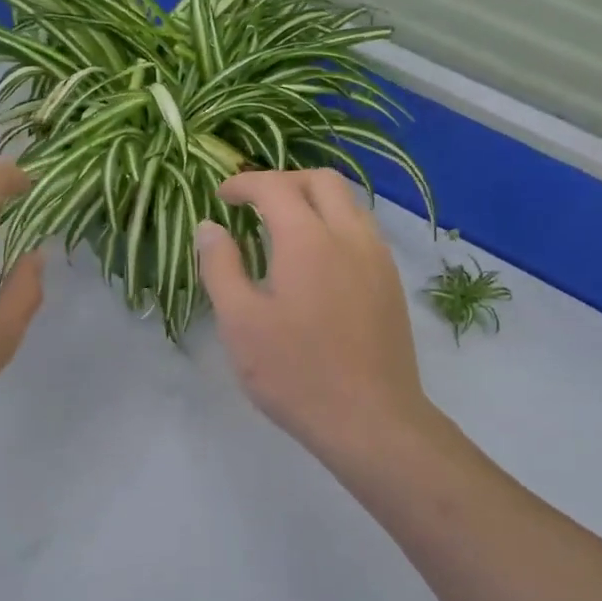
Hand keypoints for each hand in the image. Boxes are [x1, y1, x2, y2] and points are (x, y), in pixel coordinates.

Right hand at [196, 169, 435, 464]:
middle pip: (321, 180)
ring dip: (313, 200)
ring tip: (282, 228)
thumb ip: (221, 266)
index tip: (221, 197)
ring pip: (349, 203)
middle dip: (283, 181)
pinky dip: (334, 224)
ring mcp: (378, 258)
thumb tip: (210, 227)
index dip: (244, 183)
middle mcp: (350, 235)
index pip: (274, 187)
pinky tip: (316, 261)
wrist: (371, 419)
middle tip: (253, 204)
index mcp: (308, 239)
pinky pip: (362, 231)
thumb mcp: (240, 322)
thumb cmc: (295, 372)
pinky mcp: (391, 283)